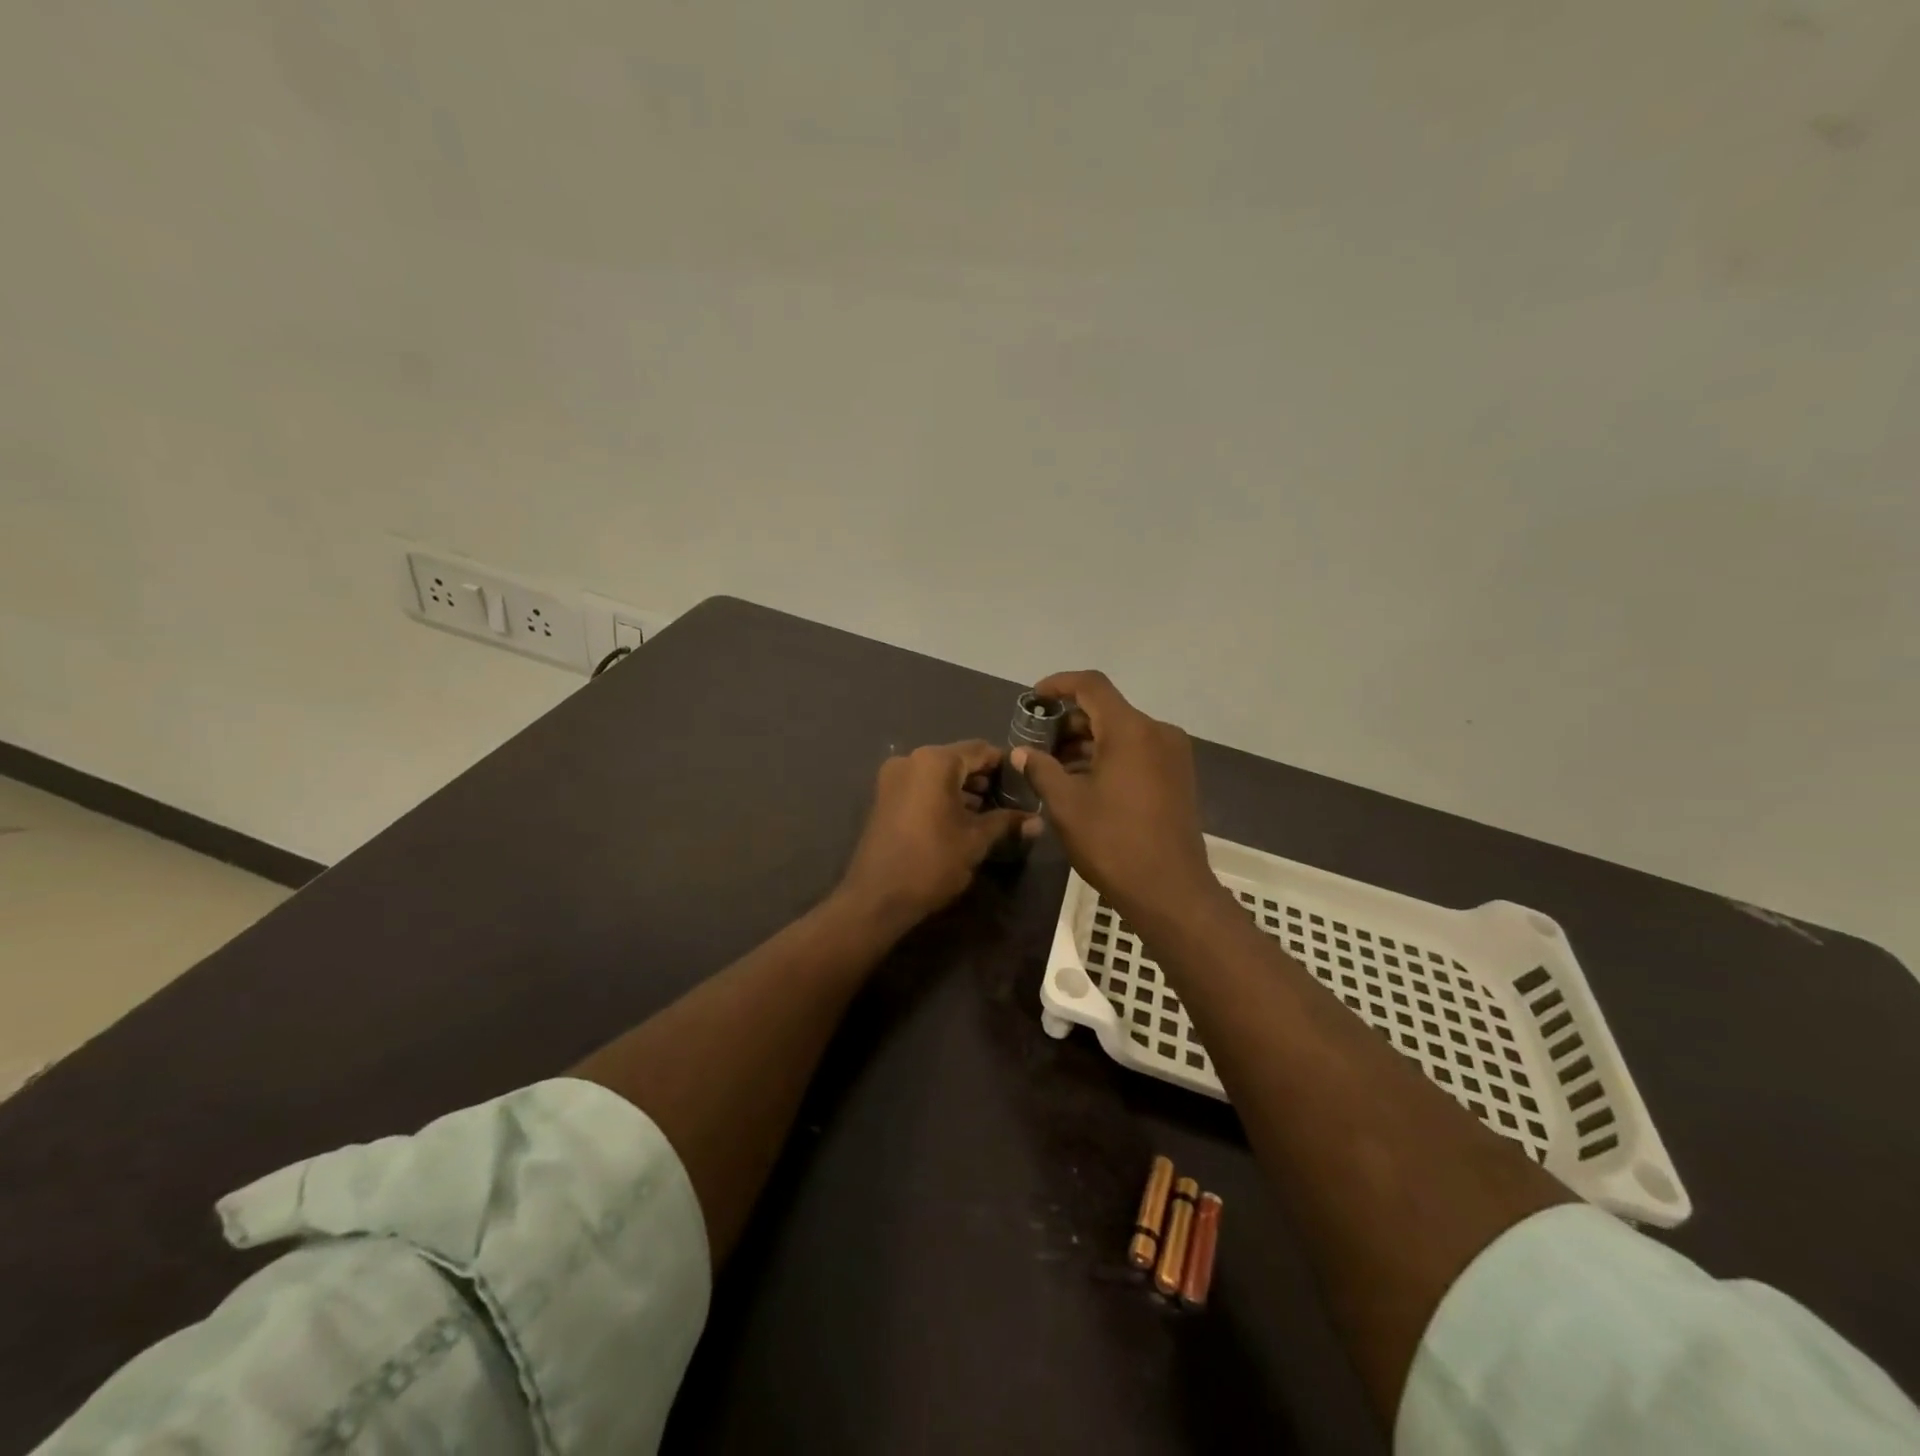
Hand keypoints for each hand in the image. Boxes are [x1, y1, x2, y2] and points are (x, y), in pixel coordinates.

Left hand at [838, 740, 1040, 932]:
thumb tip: (1038, 821)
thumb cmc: (932, 862)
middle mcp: (911, 759)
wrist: (877, 897)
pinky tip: (961, 817)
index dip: (1006, 766)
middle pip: (958, 759)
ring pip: (939, 773)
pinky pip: (921, 785)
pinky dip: (942, 795)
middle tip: (1011, 800)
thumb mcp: (976, 841)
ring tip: (990, 812)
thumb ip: (1006, 822)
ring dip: (963, 788)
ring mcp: (893, 777)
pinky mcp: (884, 796)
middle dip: (985, 778)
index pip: (981, 750)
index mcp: (935, 761)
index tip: (1026, 783)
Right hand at [1014, 671, 1220, 926]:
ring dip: (1088, 741)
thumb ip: (1041, 769)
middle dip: (1069, 721)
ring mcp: (1172, 754)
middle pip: (1107, 709)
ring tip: (1055, 766)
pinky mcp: (1178, 776)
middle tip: (1038, 743)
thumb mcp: (1066, 805)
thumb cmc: (1113, 843)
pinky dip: (1109, 756)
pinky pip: (1138, 751)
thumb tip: (1022, 752)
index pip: (1091, 686)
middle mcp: (1157, 732)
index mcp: (1131, 730)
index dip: (1059, 685)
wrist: (1170, 890)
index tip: (1033, 699)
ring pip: (1122, 732)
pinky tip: (1084, 780)